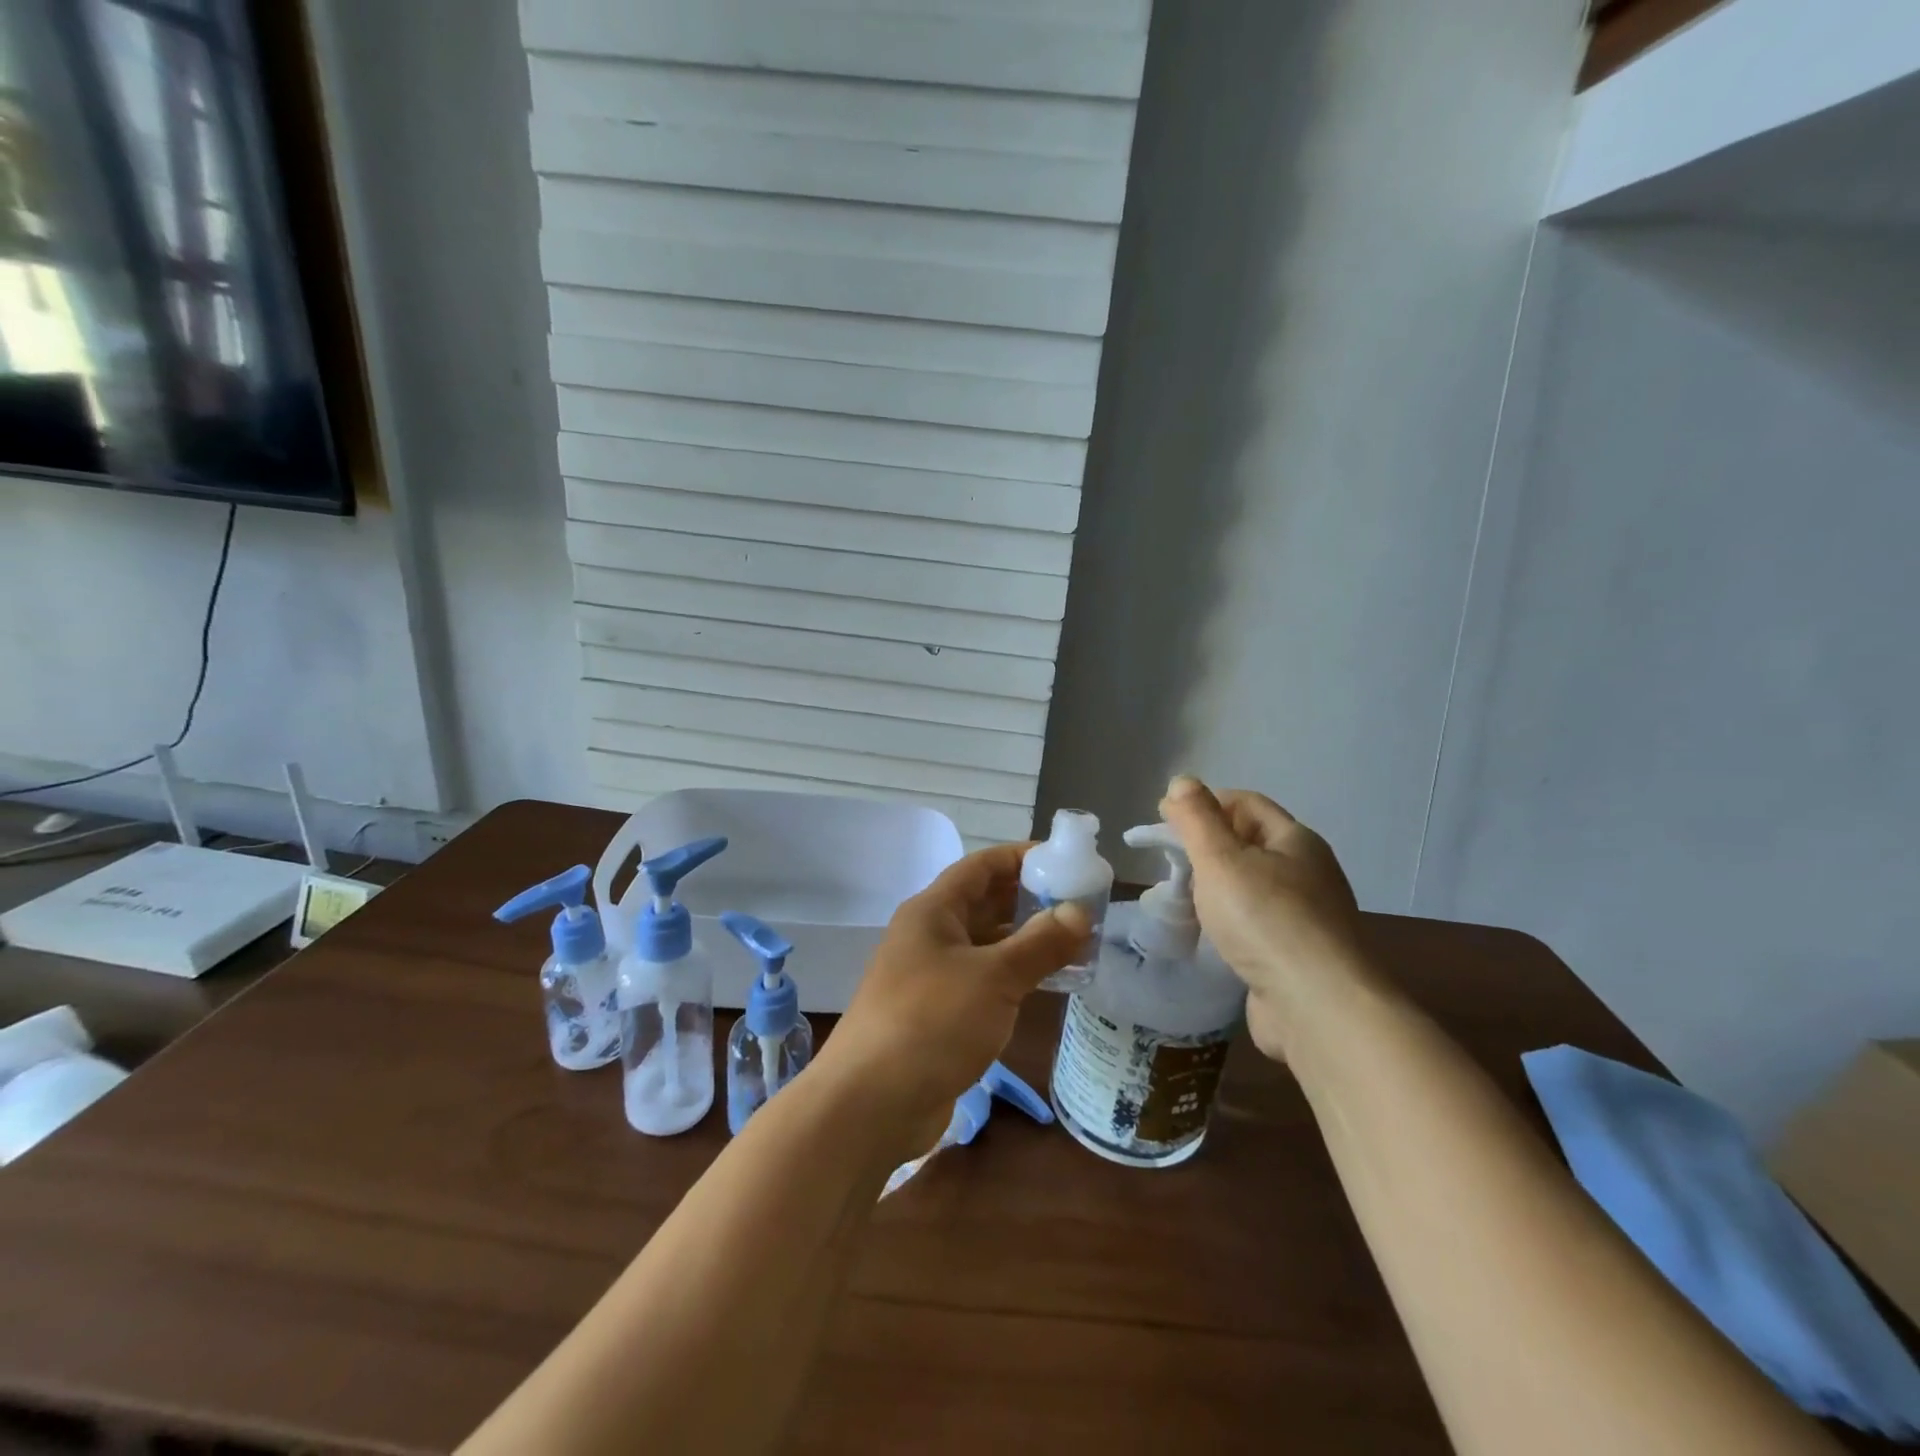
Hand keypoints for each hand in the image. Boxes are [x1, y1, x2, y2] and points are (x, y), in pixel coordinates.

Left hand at [818, 843, 1089, 1156]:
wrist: (870, 1104)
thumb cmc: (931, 1022)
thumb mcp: (994, 978)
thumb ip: (1039, 944)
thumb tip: (1080, 912)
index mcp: (933, 910)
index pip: (982, 866)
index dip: (1022, 857)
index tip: (1066, 859)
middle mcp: (930, 935)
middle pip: (985, 903)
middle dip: (1030, 899)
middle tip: (1082, 904)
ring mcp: (931, 975)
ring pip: (986, 944)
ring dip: (1026, 940)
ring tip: (1077, 941)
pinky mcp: (938, 1013)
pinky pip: (983, 979)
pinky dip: (1014, 975)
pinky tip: (1049, 983)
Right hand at [1159, 775, 1370, 1060]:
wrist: (1319, 1008)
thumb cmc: (1266, 920)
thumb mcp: (1221, 859)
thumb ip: (1197, 819)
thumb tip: (1182, 781)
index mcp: (1295, 840)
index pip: (1245, 803)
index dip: (1204, 803)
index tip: (1163, 819)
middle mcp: (1308, 872)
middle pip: (1249, 843)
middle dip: (1207, 846)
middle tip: (1169, 862)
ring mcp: (1307, 917)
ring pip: (1252, 886)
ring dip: (1217, 887)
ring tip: (1182, 899)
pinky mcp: (1298, 956)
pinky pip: (1256, 924)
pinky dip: (1230, 922)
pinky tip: (1210, 936)